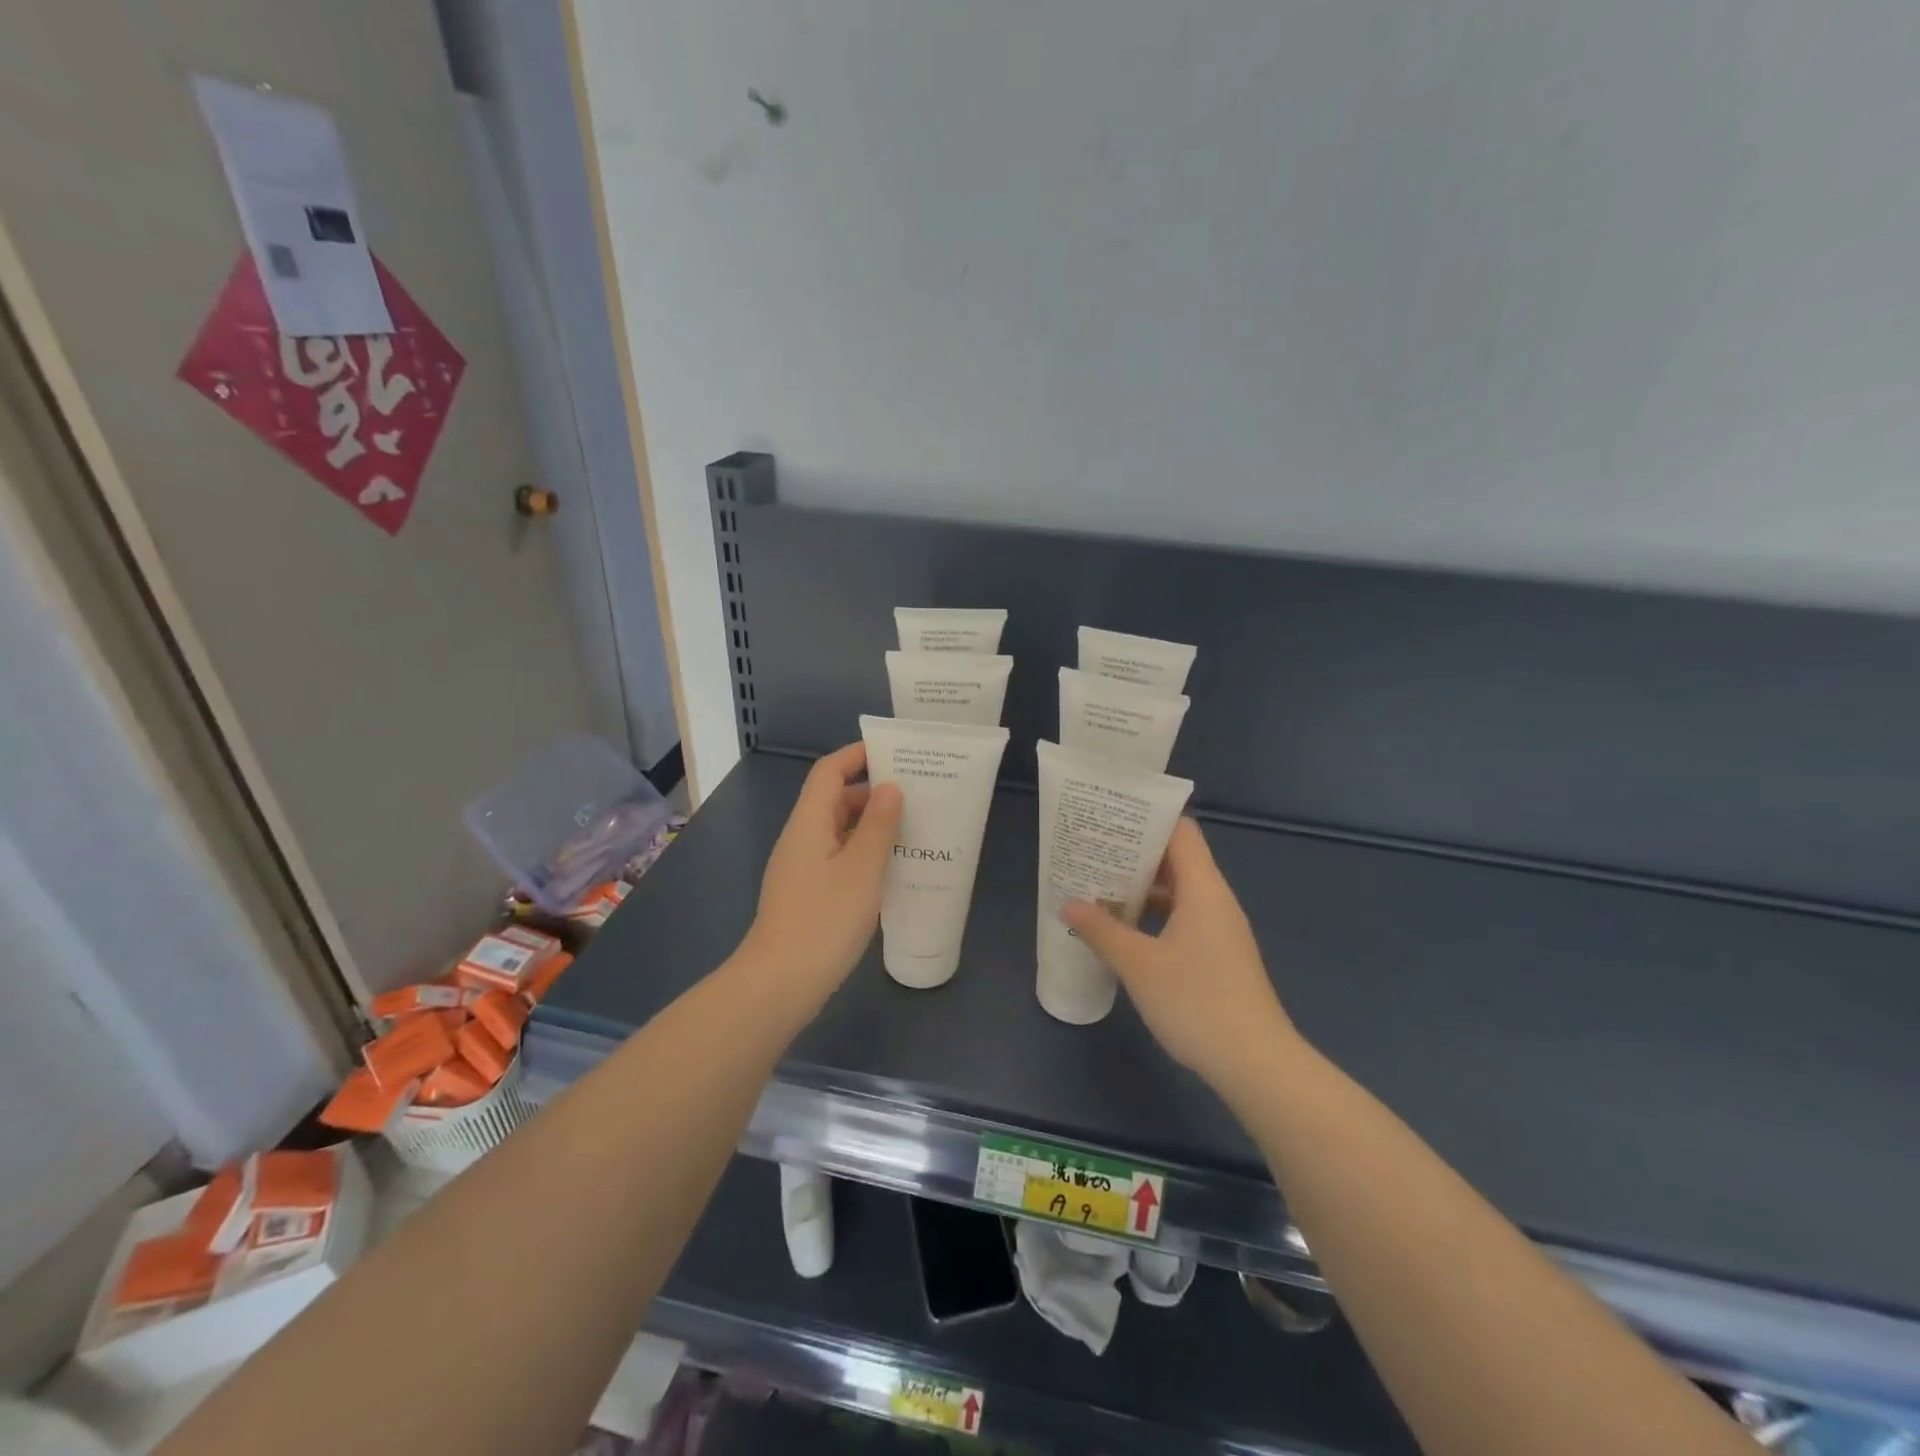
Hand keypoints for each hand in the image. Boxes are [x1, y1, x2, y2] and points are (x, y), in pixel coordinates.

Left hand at [737, 743, 902, 1002]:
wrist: (778, 985)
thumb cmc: (823, 921)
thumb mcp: (861, 870)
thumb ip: (878, 826)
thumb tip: (890, 788)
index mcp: (809, 823)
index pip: (829, 772)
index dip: (858, 754)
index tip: (895, 751)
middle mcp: (801, 838)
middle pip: (834, 799)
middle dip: (873, 791)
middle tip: (917, 794)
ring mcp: (801, 868)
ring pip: (838, 831)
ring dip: (871, 825)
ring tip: (913, 828)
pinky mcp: (807, 894)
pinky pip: (838, 858)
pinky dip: (864, 853)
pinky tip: (890, 869)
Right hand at [1063, 819, 1298, 1090]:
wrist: (1256, 1064)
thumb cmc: (1197, 1003)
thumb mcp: (1139, 966)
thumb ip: (1102, 931)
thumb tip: (1068, 904)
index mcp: (1203, 889)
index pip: (1181, 831)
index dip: (1147, 820)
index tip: (1110, 820)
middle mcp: (1215, 900)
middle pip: (1176, 859)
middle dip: (1134, 854)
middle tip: (1092, 851)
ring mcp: (1219, 929)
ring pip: (1177, 891)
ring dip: (1141, 887)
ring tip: (1098, 885)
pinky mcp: (1218, 954)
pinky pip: (1181, 917)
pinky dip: (1153, 914)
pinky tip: (1123, 929)